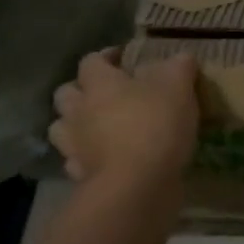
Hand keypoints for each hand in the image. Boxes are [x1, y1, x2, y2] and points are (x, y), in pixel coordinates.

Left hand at [49, 50, 200, 208]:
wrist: (136, 186)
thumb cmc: (155, 125)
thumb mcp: (178, 86)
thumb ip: (179, 67)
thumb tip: (180, 58)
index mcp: (99, 84)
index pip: (91, 61)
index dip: (106, 57)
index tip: (123, 59)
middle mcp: (79, 111)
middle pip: (66, 94)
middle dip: (82, 90)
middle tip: (107, 94)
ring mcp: (74, 146)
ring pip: (62, 128)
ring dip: (76, 124)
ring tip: (100, 127)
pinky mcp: (79, 176)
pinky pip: (76, 161)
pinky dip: (86, 157)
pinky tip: (105, 159)